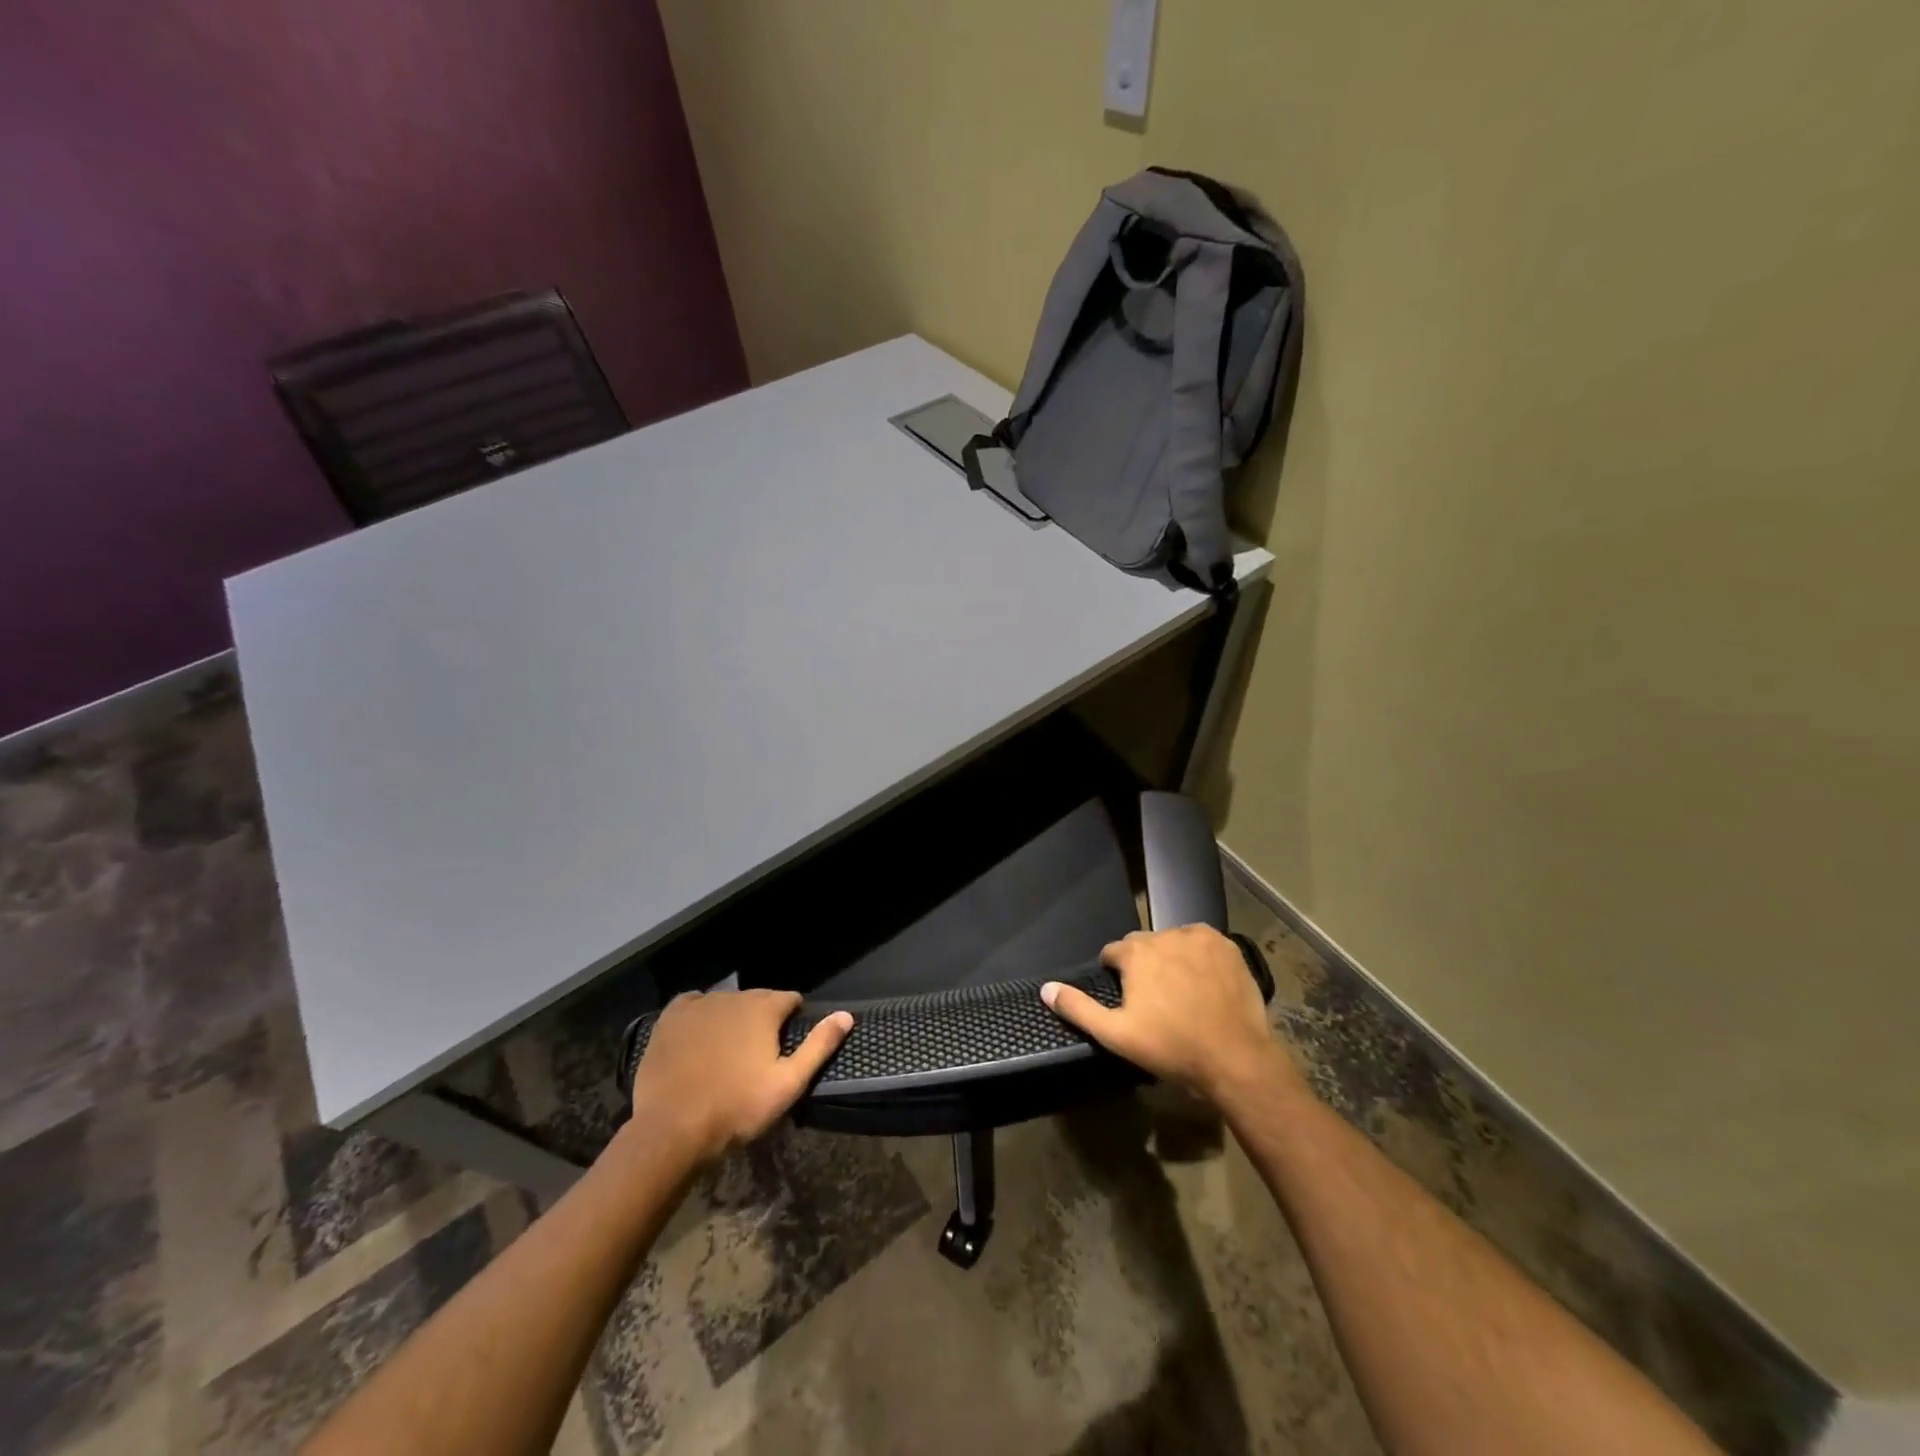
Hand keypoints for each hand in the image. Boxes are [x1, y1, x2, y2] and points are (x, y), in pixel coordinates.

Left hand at [627, 990, 852, 1164]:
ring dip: (732, 1018)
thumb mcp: (788, 1083)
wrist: (671, 1128)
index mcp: (764, 1008)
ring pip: (726, 1003)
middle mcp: (733, 996)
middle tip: (757, 1056)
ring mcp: (699, 1004)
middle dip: (762, 1020)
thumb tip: (846, 1016)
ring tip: (727, 1052)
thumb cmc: (737, 1108)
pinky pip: (693, 1005)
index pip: (789, 999)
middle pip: (757, 1000)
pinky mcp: (670, 1017)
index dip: (792, 1019)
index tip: (787, 1045)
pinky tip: (698, 1038)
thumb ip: (819, 1046)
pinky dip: (700, 1016)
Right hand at [1041, 925, 1298, 1108]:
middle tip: (1156, 1001)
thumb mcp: (1116, 1035)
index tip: (1128, 1001)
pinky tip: (1206, 983)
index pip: (1113, 953)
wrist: (1235, 1058)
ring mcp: (1198, 938)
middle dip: (1144, 966)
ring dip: (1172, 959)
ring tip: (1183, 993)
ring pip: (1173, 942)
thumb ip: (1078, 1008)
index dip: (1116, 976)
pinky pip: (1202, 943)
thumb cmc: (1171, 1047)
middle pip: (1143, 945)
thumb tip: (1046, 988)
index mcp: (1135, 953)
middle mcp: (1164, 935)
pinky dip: (1200, 956)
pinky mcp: (1226, 945)